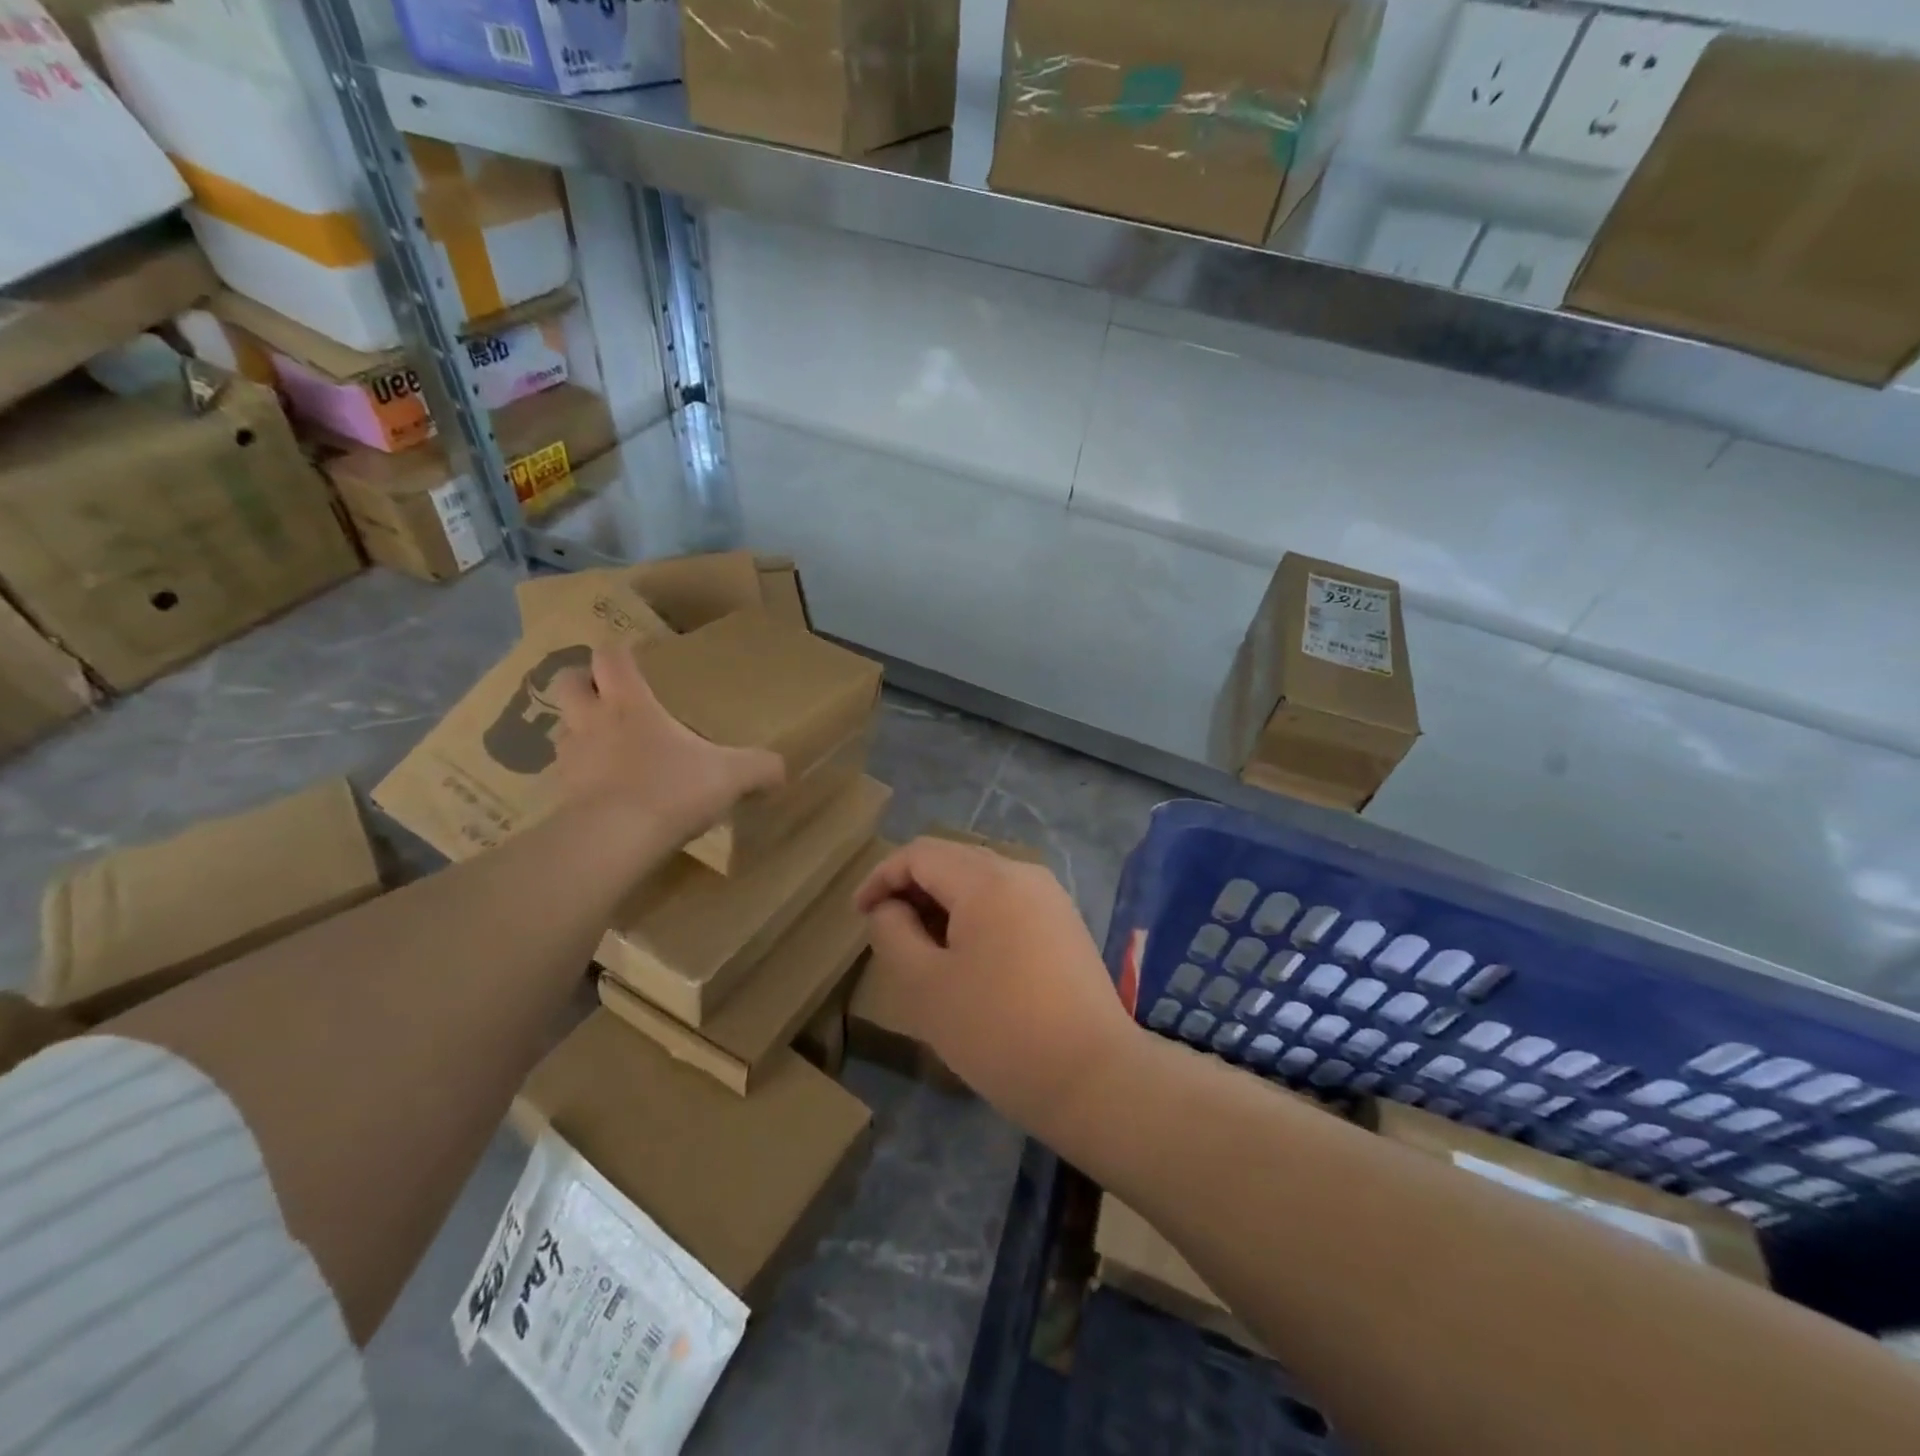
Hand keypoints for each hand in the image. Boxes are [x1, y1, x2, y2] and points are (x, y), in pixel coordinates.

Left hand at [549, 642, 784, 848]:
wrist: (614, 840)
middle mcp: (592, 722)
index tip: (632, 655)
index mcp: (629, 703)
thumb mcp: (730, 776)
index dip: (619, 652)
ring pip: (563, 728)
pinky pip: (567, 774)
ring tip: (605, 741)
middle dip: (582, 680)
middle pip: (567, 682)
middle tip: (605, 692)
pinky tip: (605, 788)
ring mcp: (572, 759)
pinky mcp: (562, 796)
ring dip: (579, 728)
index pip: (610, 657)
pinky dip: (582, 774)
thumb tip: (783, 770)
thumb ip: (759, 768)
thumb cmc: (671, 789)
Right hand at [854, 838, 1141, 1137]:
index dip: (882, 877)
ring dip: (944, 905)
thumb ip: (894, 933)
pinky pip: (1008, 903)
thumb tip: (890, 908)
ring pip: (982, 882)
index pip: (920, 853)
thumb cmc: (998, 1031)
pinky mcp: (1065, 924)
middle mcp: (1023, 873)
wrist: (1093, 1077)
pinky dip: (976, 917)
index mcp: (988, 879)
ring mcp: (1051, 897)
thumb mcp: (925, 986)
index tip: (859, 914)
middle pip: (953, 860)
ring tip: (924, 950)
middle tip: (888, 933)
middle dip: (913, 889)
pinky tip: (968, 960)